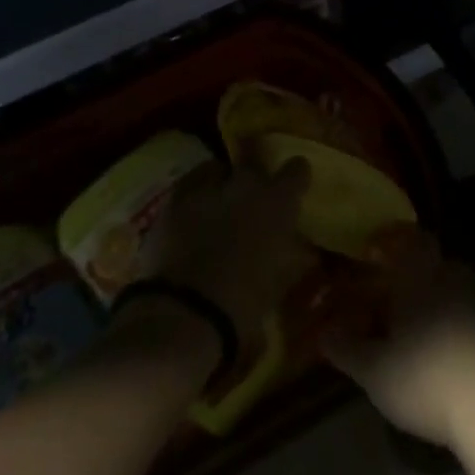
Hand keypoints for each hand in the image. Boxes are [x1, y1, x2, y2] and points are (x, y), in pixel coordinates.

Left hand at [149, 158, 313, 338]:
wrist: (183, 313)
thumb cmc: (244, 304)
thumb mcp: (280, 282)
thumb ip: (292, 257)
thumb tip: (302, 250)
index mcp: (277, 202)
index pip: (296, 169)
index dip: (295, 175)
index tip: (294, 185)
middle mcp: (243, 185)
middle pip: (252, 161)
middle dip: (254, 175)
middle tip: (252, 196)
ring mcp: (205, 189)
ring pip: (216, 170)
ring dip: (220, 182)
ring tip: (217, 203)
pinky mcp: (172, 202)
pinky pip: (188, 188)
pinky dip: (193, 198)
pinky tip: (191, 217)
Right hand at [320, 229, 474, 448]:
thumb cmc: (422, 376)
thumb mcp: (373, 369)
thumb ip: (347, 348)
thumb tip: (324, 331)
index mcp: (419, 279)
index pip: (414, 241)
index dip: (398, 239)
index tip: (379, 247)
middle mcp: (449, 285)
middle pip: (441, 262)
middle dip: (422, 268)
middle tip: (398, 283)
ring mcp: (474, 311)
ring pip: (456, 289)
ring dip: (439, 296)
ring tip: (415, 318)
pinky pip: (467, 317)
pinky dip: (453, 323)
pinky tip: (437, 346)